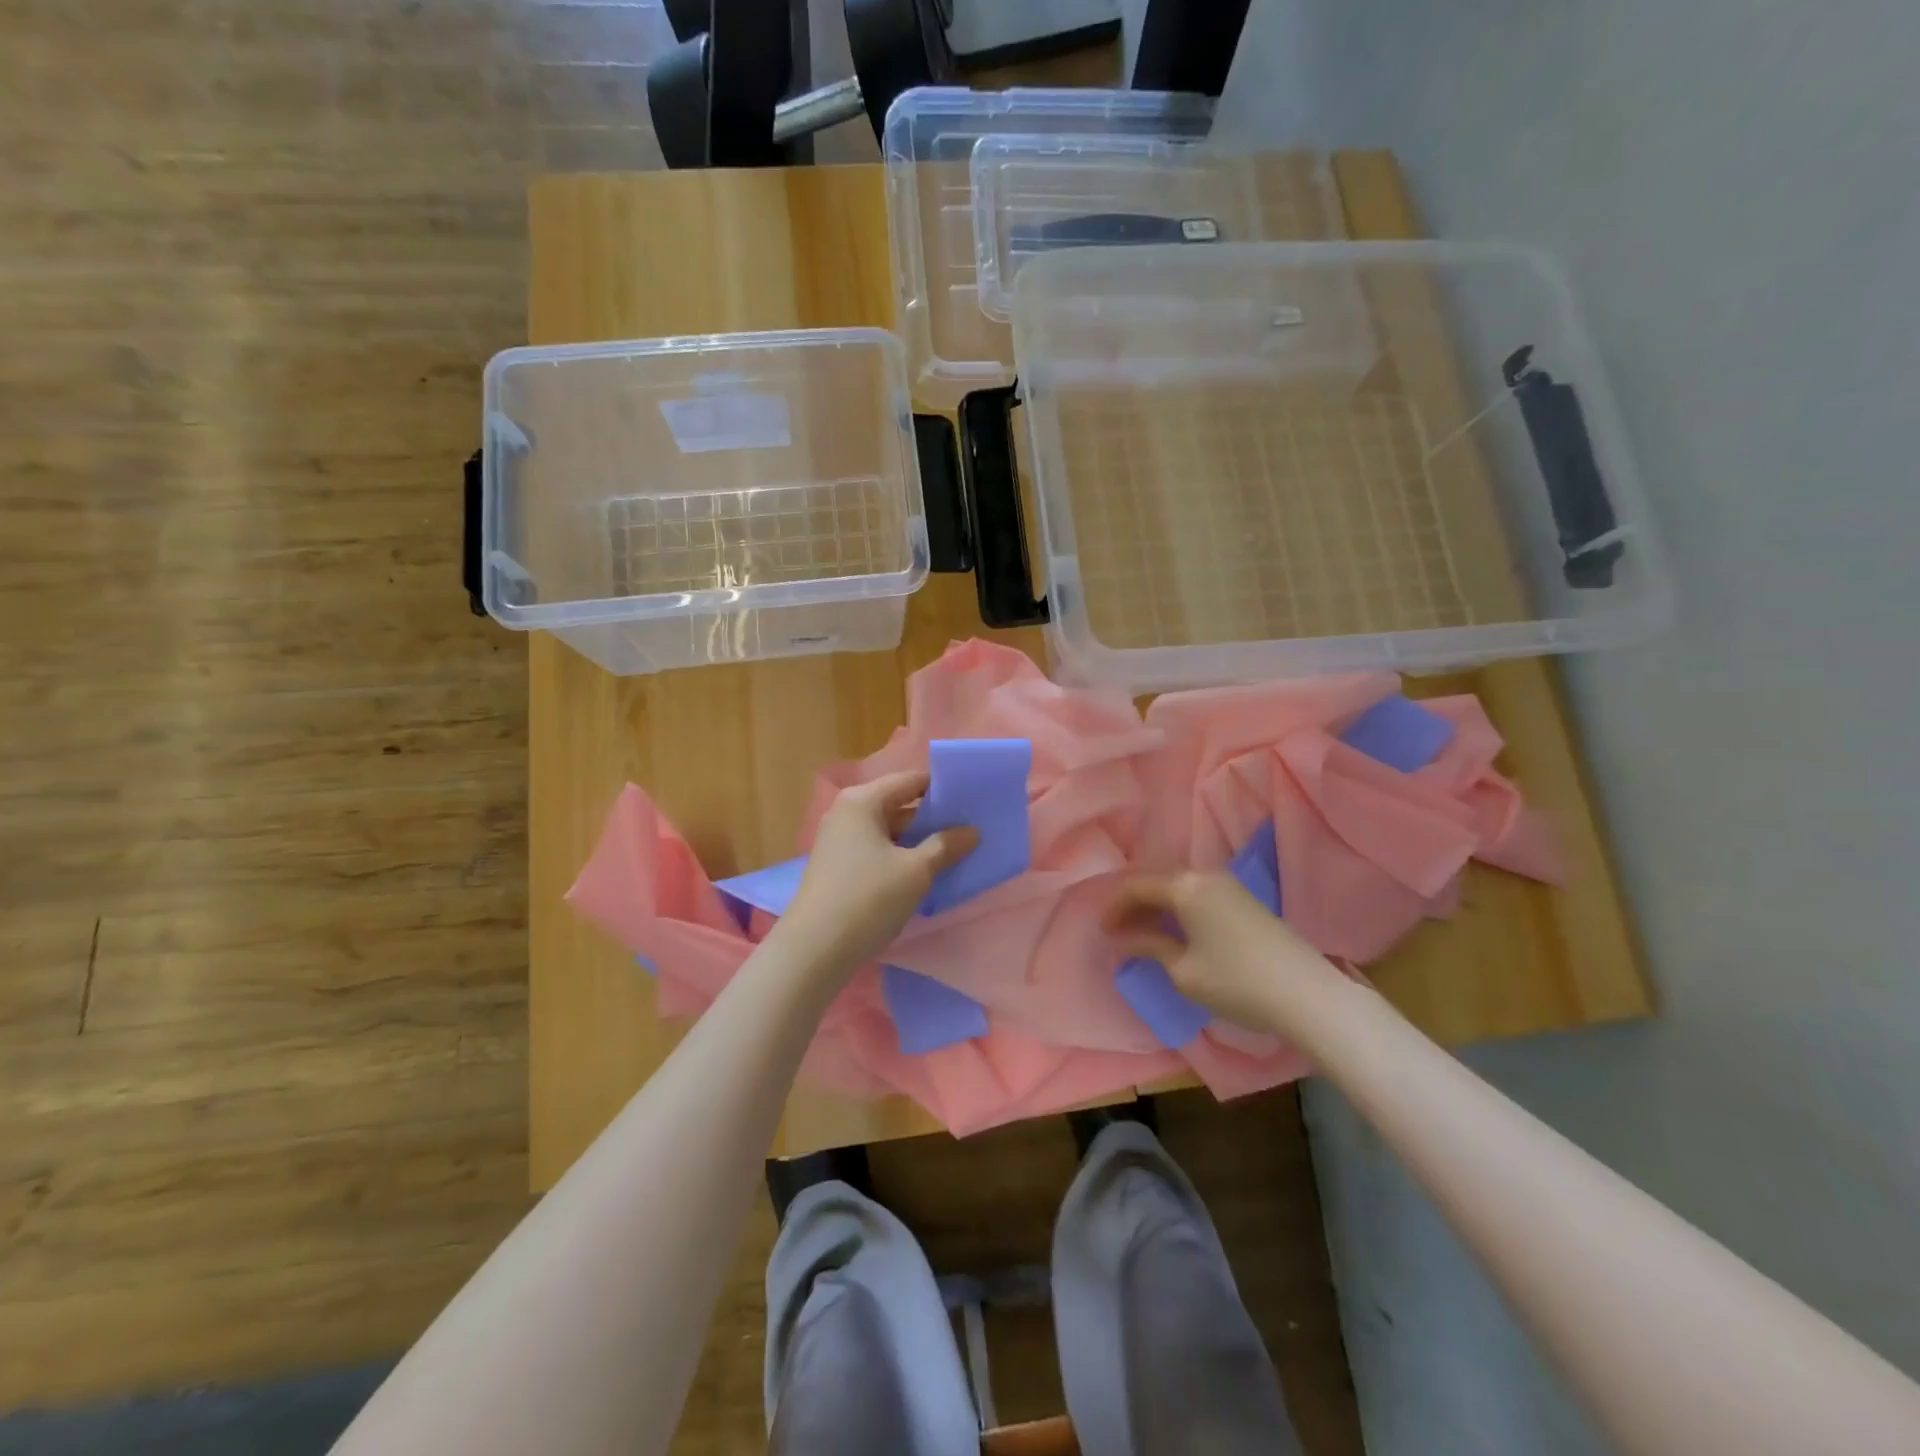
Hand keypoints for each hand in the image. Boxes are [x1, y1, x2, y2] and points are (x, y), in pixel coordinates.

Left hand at [776, 770, 979, 979]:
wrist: (815, 950)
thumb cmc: (868, 898)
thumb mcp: (916, 871)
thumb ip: (946, 846)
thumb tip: (972, 831)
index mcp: (862, 801)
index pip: (910, 781)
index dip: (942, 789)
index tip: (972, 801)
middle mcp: (847, 813)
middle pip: (899, 805)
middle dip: (933, 818)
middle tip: (970, 829)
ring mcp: (840, 841)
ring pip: (889, 831)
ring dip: (918, 841)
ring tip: (955, 851)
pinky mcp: (839, 867)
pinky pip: (878, 851)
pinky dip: (901, 857)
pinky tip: (925, 873)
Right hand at [1103, 871, 1338, 1034]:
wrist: (1306, 994)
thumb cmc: (1236, 982)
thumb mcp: (1183, 970)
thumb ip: (1149, 946)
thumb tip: (1125, 938)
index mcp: (1184, 886)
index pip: (1137, 886)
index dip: (1115, 907)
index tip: (1102, 932)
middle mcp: (1205, 875)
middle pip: (1157, 880)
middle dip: (1134, 902)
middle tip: (1119, 930)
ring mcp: (1228, 884)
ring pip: (1179, 885)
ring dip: (1157, 904)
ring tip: (1143, 932)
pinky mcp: (1244, 899)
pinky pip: (1198, 893)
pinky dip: (1178, 907)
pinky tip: (1175, 930)